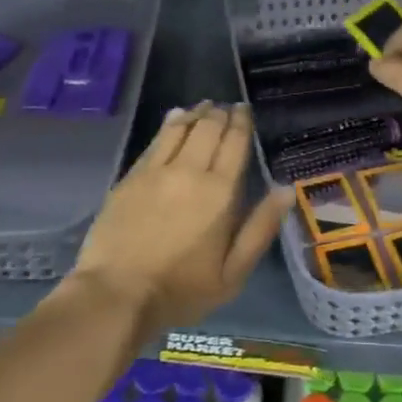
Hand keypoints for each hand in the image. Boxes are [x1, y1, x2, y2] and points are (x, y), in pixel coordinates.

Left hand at [70, 102, 288, 334]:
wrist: (116, 295)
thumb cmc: (181, 290)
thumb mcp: (233, 273)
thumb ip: (260, 229)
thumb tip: (285, 191)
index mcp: (220, 192)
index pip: (234, 143)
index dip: (241, 123)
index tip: (245, 110)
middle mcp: (190, 171)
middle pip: (208, 128)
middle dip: (221, 114)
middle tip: (227, 107)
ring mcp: (157, 171)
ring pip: (181, 128)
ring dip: (196, 113)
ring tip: (205, 106)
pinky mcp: (132, 176)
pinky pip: (156, 140)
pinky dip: (170, 123)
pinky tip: (175, 117)